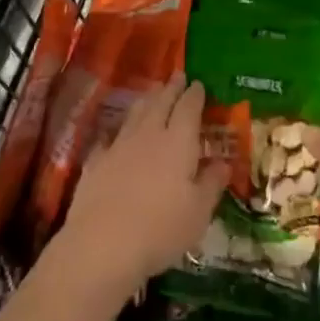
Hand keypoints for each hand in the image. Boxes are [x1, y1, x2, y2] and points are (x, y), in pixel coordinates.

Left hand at [57, 75, 224, 298]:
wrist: (102, 244)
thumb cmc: (161, 229)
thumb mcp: (199, 212)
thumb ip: (212, 183)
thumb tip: (224, 163)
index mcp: (178, 142)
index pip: (188, 108)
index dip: (194, 94)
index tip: (198, 83)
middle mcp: (148, 135)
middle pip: (160, 103)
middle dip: (170, 88)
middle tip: (177, 76)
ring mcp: (118, 146)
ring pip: (135, 114)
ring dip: (146, 100)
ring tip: (153, 93)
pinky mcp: (95, 162)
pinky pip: (109, 137)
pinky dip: (118, 131)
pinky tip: (117, 134)